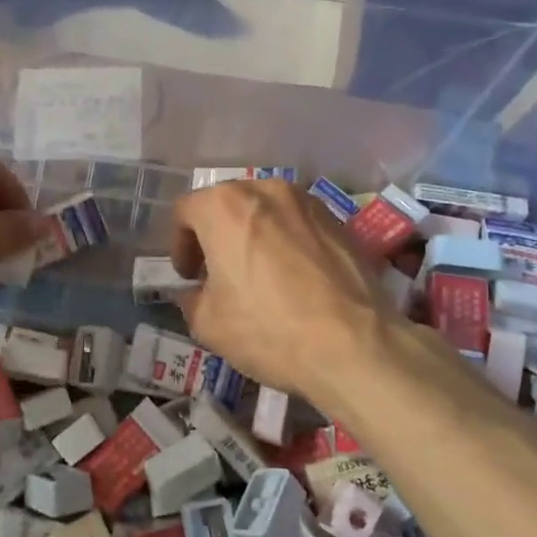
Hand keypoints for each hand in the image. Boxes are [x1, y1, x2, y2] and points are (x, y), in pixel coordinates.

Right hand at [171, 180, 398, 407]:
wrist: (356, 345)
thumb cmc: (269, 329)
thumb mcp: (208, 324)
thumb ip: (192, 298)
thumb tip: (197, 292)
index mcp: (224, 206)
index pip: (185, 211)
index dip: (179, 245)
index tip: (189, 276)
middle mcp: (264, 190)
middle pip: (226, 204)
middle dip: (216, 235)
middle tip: (218, 274)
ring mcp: (306, 201)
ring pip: (264, 211)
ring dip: (252, 235)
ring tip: (259, 275)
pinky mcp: (338, 220)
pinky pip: (297, 224)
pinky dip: (286, 242)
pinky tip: (294, 279)